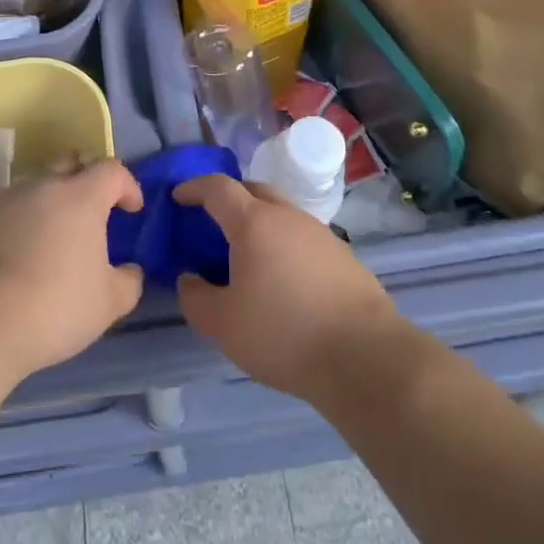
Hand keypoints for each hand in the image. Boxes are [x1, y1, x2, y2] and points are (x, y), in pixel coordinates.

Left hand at [0, 159, 145, 380]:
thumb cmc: (55, 305)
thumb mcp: (108, 303)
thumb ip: (128, 281)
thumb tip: (130, 271)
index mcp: (81, 196)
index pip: (111, 170)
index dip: (127, 185)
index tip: (132, 209)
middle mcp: (43, 187)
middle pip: (70, 165)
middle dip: (85, 180)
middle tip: (92, 212)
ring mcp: (4, 201)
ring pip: (36, 189)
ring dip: (50, 205)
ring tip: (53, 240)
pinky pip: (8, 214)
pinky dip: (21, 226)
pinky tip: (20, 258)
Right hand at [173, 173, 398, 399]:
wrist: (364, 355)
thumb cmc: (284, 333)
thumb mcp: (224, 325)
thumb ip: (197, 299)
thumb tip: (189, 279)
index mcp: (253, 222)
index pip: (217, 188)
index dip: (194, 188)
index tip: (178, 197)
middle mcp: (287, 215)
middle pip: (252, 190)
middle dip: (228, 198)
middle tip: (211, 221)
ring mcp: (319, 233)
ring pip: (280, 213)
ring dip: (259, 222)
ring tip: (246, 254)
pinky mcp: (343, 255)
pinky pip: (301, 237)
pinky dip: (283, 244)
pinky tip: (282, 278)